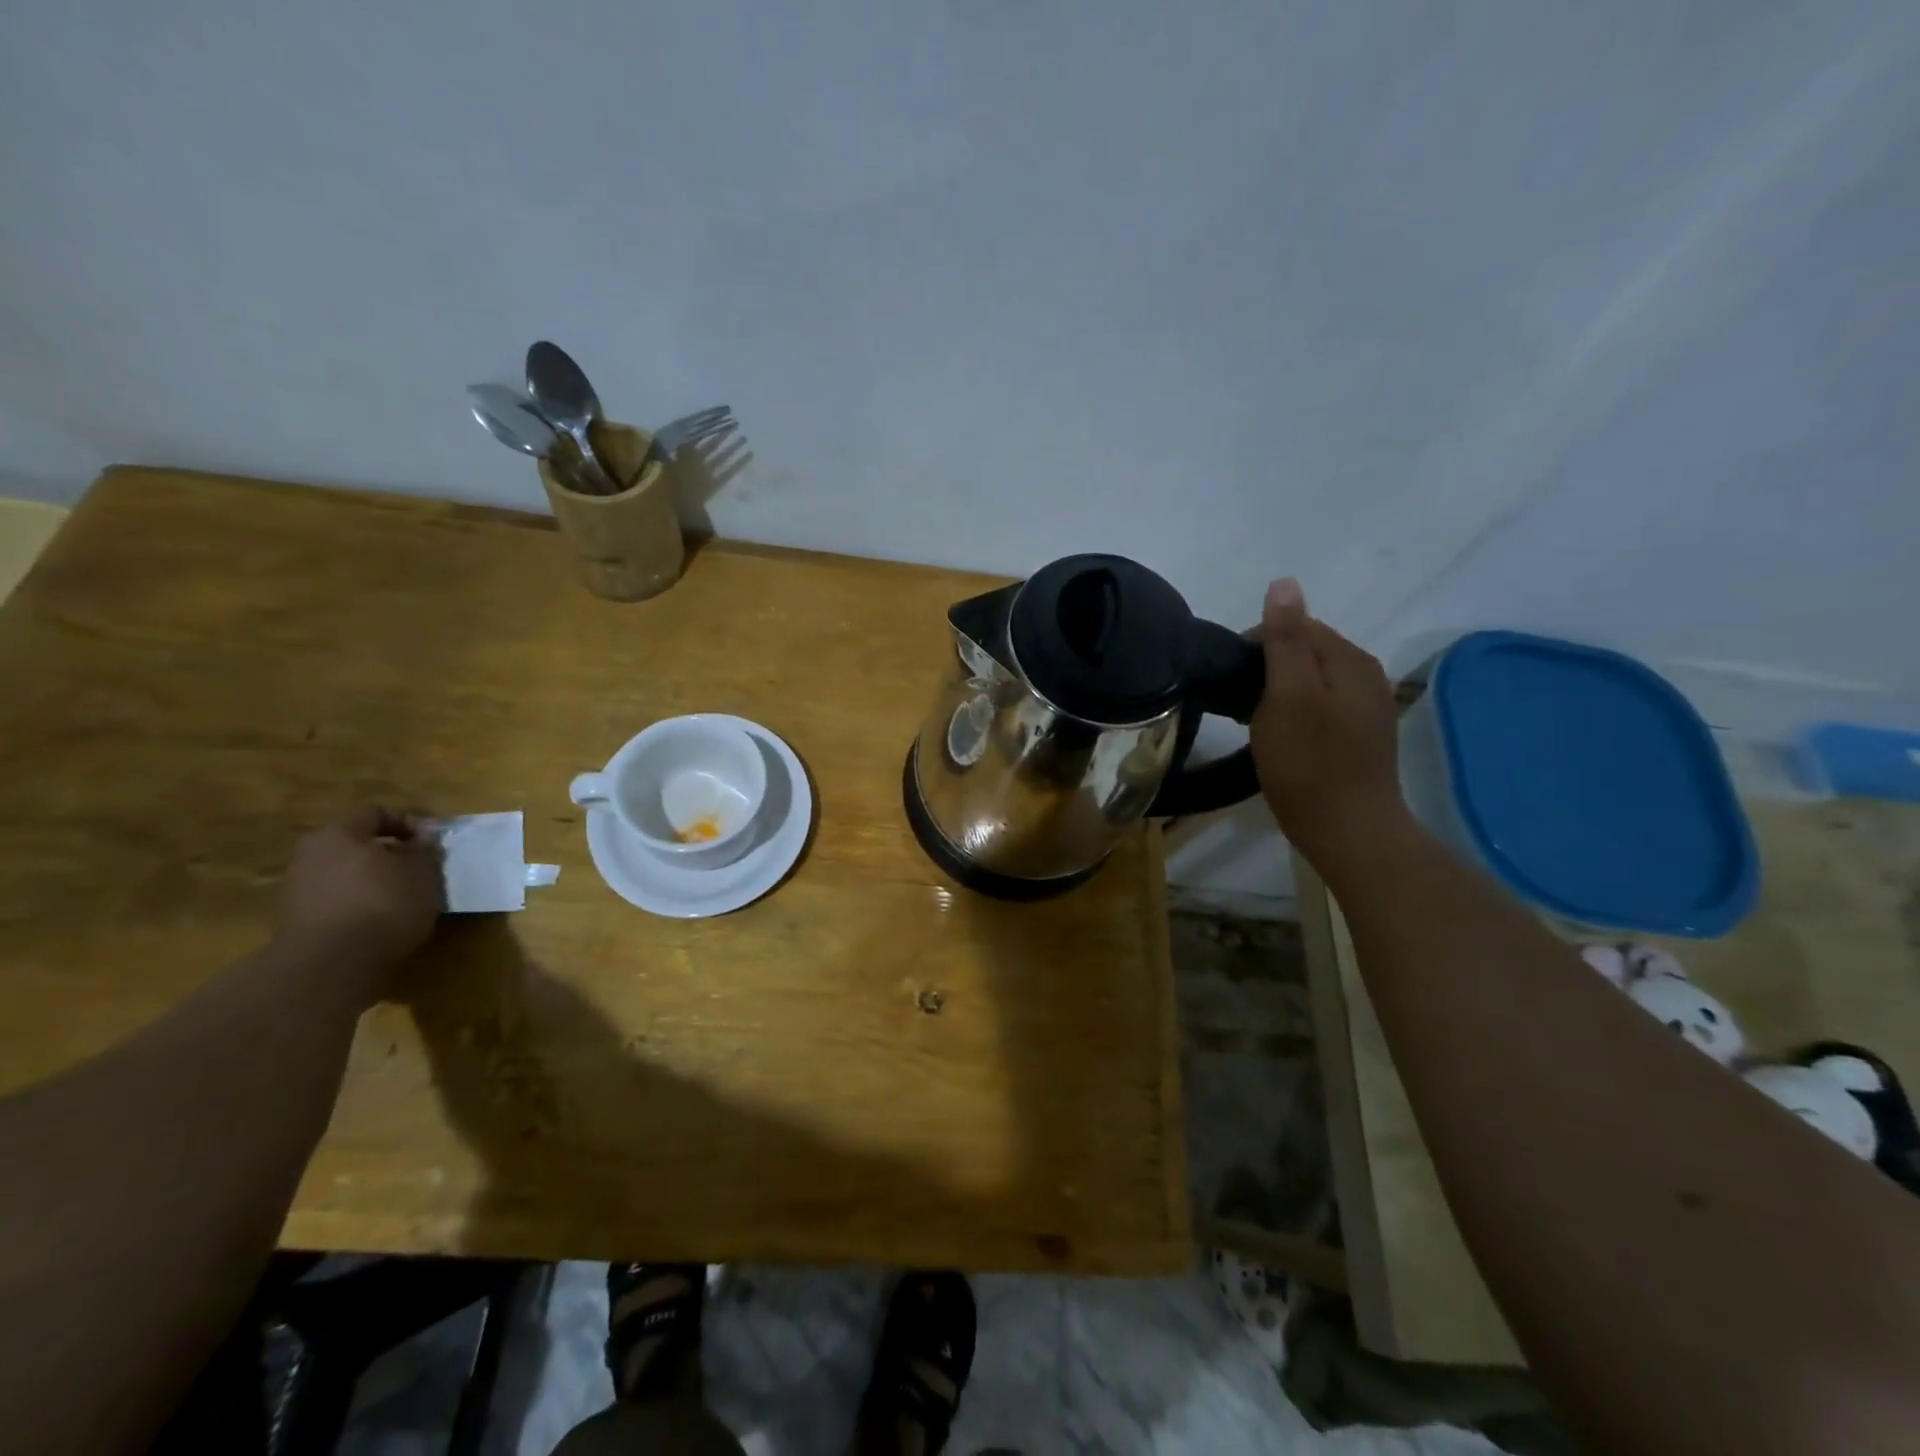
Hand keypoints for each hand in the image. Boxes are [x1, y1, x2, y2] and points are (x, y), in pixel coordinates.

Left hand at [273, 807, 443, 983]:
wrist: (329, 967)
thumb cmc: (383, 906)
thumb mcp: (423, 873)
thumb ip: (425, 850)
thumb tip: (424, 837)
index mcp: (338, 834)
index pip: (374, 812)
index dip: (407, 821)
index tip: (431, 842)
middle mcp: (309, 855)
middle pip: (354, 843)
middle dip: (387, 853)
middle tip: (417, 869)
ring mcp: (295, 889)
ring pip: (342, 872)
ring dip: (371, 879)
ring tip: (401, 898)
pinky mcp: (293, 921)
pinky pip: (333, 899)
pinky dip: (356, 903)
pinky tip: (378, 921)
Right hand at [1249, 579, 1412, 870]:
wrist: (1349, 832)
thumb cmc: (1309, 764)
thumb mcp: (1289, 697)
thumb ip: (1286, 640)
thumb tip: (1284, 582)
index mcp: (1351, 660)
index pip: (1298, 625)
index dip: (1257, 644)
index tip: (1232, 680)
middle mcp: (1367, 675)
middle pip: (1306, 651)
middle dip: (1268, 668)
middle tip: (1240, 705)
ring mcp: (1367, 707)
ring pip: (1311, 681)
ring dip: (1278, 692)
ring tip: (1254, 723)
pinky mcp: (1361, 736)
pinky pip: (1320, 706)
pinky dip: (1295, 712)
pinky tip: (1281, 738)